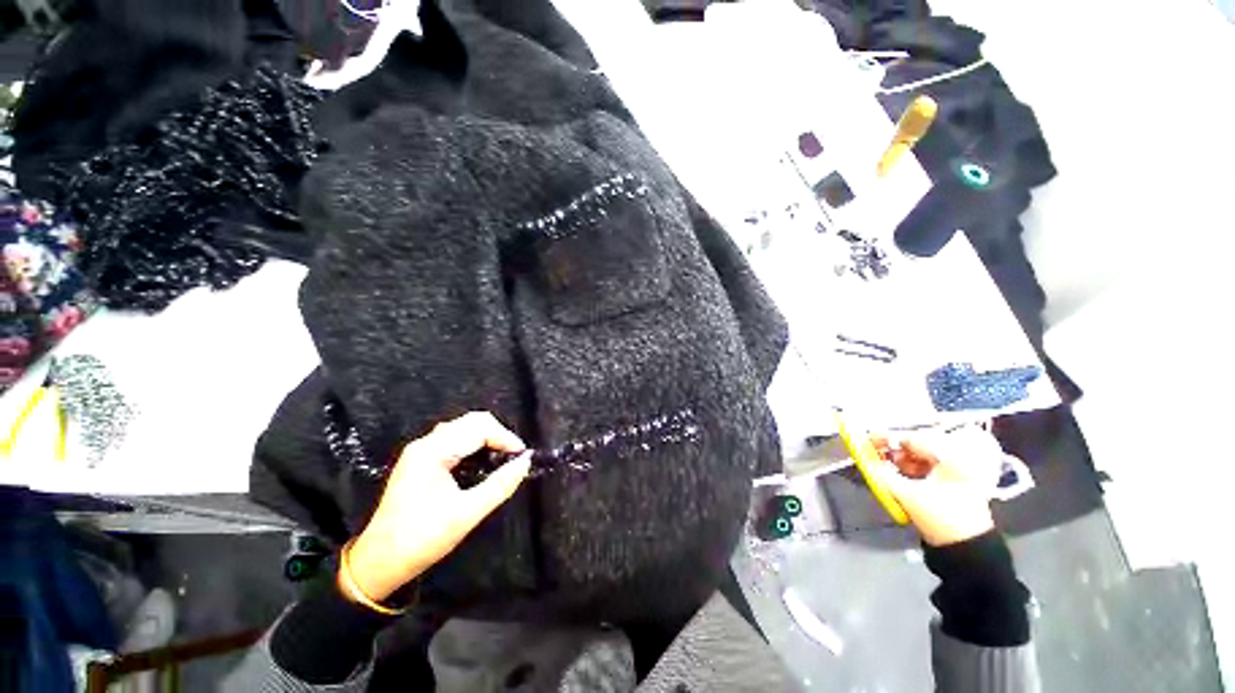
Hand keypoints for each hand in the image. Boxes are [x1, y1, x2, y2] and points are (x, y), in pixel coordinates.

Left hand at [343, 412, 531, 601]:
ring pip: (463, 427)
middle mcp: (426, 444)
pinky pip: (454, 439)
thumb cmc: (421, 539)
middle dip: (498, 434)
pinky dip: (475, 443)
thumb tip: (526, 462)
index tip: (522, 455)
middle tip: (514, 456)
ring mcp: (421, 450)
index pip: (479, 428)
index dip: (505, 437)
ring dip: (487, 437)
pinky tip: (483, 461)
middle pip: (471, 421)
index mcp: (433, 452)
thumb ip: (500, 485)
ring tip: (502, 457)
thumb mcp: (466, 514)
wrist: (378, 563)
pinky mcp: (421, 460)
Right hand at [867, 426, 1003, 546]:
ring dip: (899, 464)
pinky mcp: (951, 485)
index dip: (886, 438)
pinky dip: (909, 472)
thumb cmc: (941, 518)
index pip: (911, 438)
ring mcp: (955, 473)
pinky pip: (924, 470)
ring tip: (885, 472)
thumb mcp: (907, 495)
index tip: (866, 440)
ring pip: (918, 459)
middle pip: (915, 448)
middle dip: (892, 453)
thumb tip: (862, 458)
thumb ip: (881, 474)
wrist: (967, 549)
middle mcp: (955, 460)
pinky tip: (899, 480)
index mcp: (950, 458)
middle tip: (874, 458)